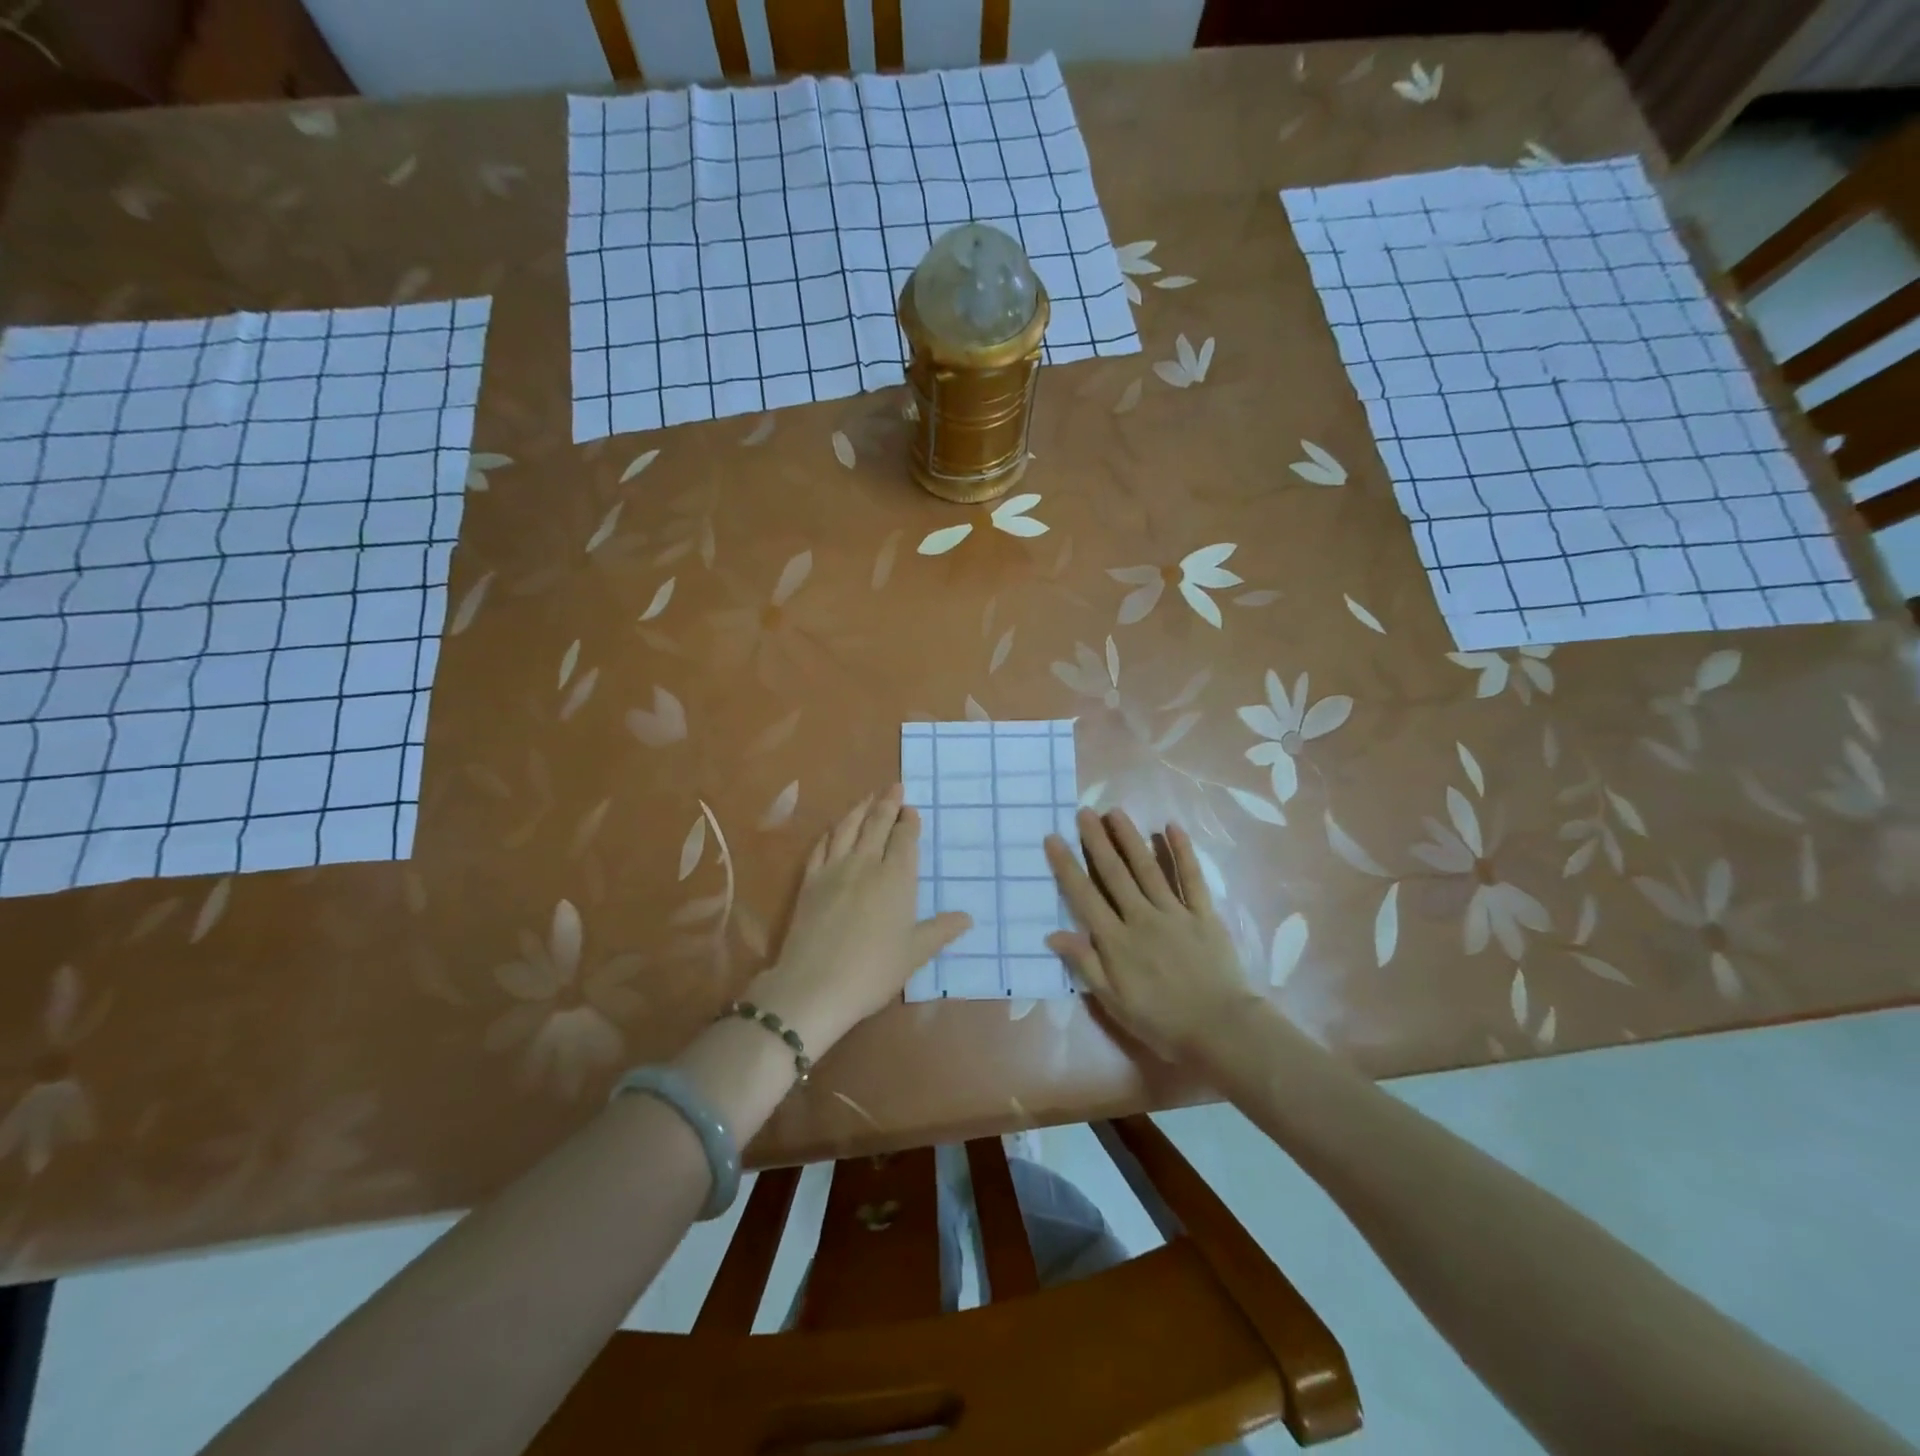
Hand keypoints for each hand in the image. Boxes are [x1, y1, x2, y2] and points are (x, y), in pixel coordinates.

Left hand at [749, 785, 970, 1057]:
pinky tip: (833, 829)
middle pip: (876, 825)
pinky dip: (830, 832)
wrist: (815, 986)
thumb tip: (966, 918)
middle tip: (894, 786)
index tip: (911, 809)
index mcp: (896, 879)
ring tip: (867, 797)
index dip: (908, 821)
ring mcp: (833, 871)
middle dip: (887, 803)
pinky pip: (821, 847)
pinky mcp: (809, 882)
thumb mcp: (915, 953)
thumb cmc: (874, 971)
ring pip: (847, 829)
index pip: (904, 839)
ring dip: (859, 810)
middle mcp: (865, 865)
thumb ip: (940, 931)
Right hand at [1044, 809, 1260, 1062]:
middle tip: (1083, 812)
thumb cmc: (1160, 1021)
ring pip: (1147, 868)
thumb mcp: (1113, 1001)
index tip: (1053, 838)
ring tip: (1115, 812)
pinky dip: (1182, 852)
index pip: (1084, 896)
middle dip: (1097, 841)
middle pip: (1114, 873)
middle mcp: (1141, 917)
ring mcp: (1174, 912)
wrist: (1220, 1030)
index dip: (1067, 866)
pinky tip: (1171, 828)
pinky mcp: (1203, 914)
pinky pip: (1192, 878)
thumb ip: (1085, 964)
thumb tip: (1052, 934)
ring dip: (1130, 838)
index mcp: (1116, 941)